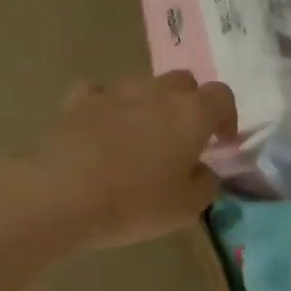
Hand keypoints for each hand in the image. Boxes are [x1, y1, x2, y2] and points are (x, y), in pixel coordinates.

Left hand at [23, 72, 237, 252]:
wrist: (64, 195)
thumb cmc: (136, 203)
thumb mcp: (187, 207)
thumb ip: (206, 183)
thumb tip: (203, 170)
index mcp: (191, 113)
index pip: (221, 95)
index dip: (226, 116)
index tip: (221, 141)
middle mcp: (156, 92)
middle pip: (183, 82)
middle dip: (188, 104)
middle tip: (182, 138)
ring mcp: (115, 92)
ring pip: (141, 86)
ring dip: (148, 105)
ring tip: (139, 137)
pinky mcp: (79, 101)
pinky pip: (98, 92)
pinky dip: (105, 105)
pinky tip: (100, 126)